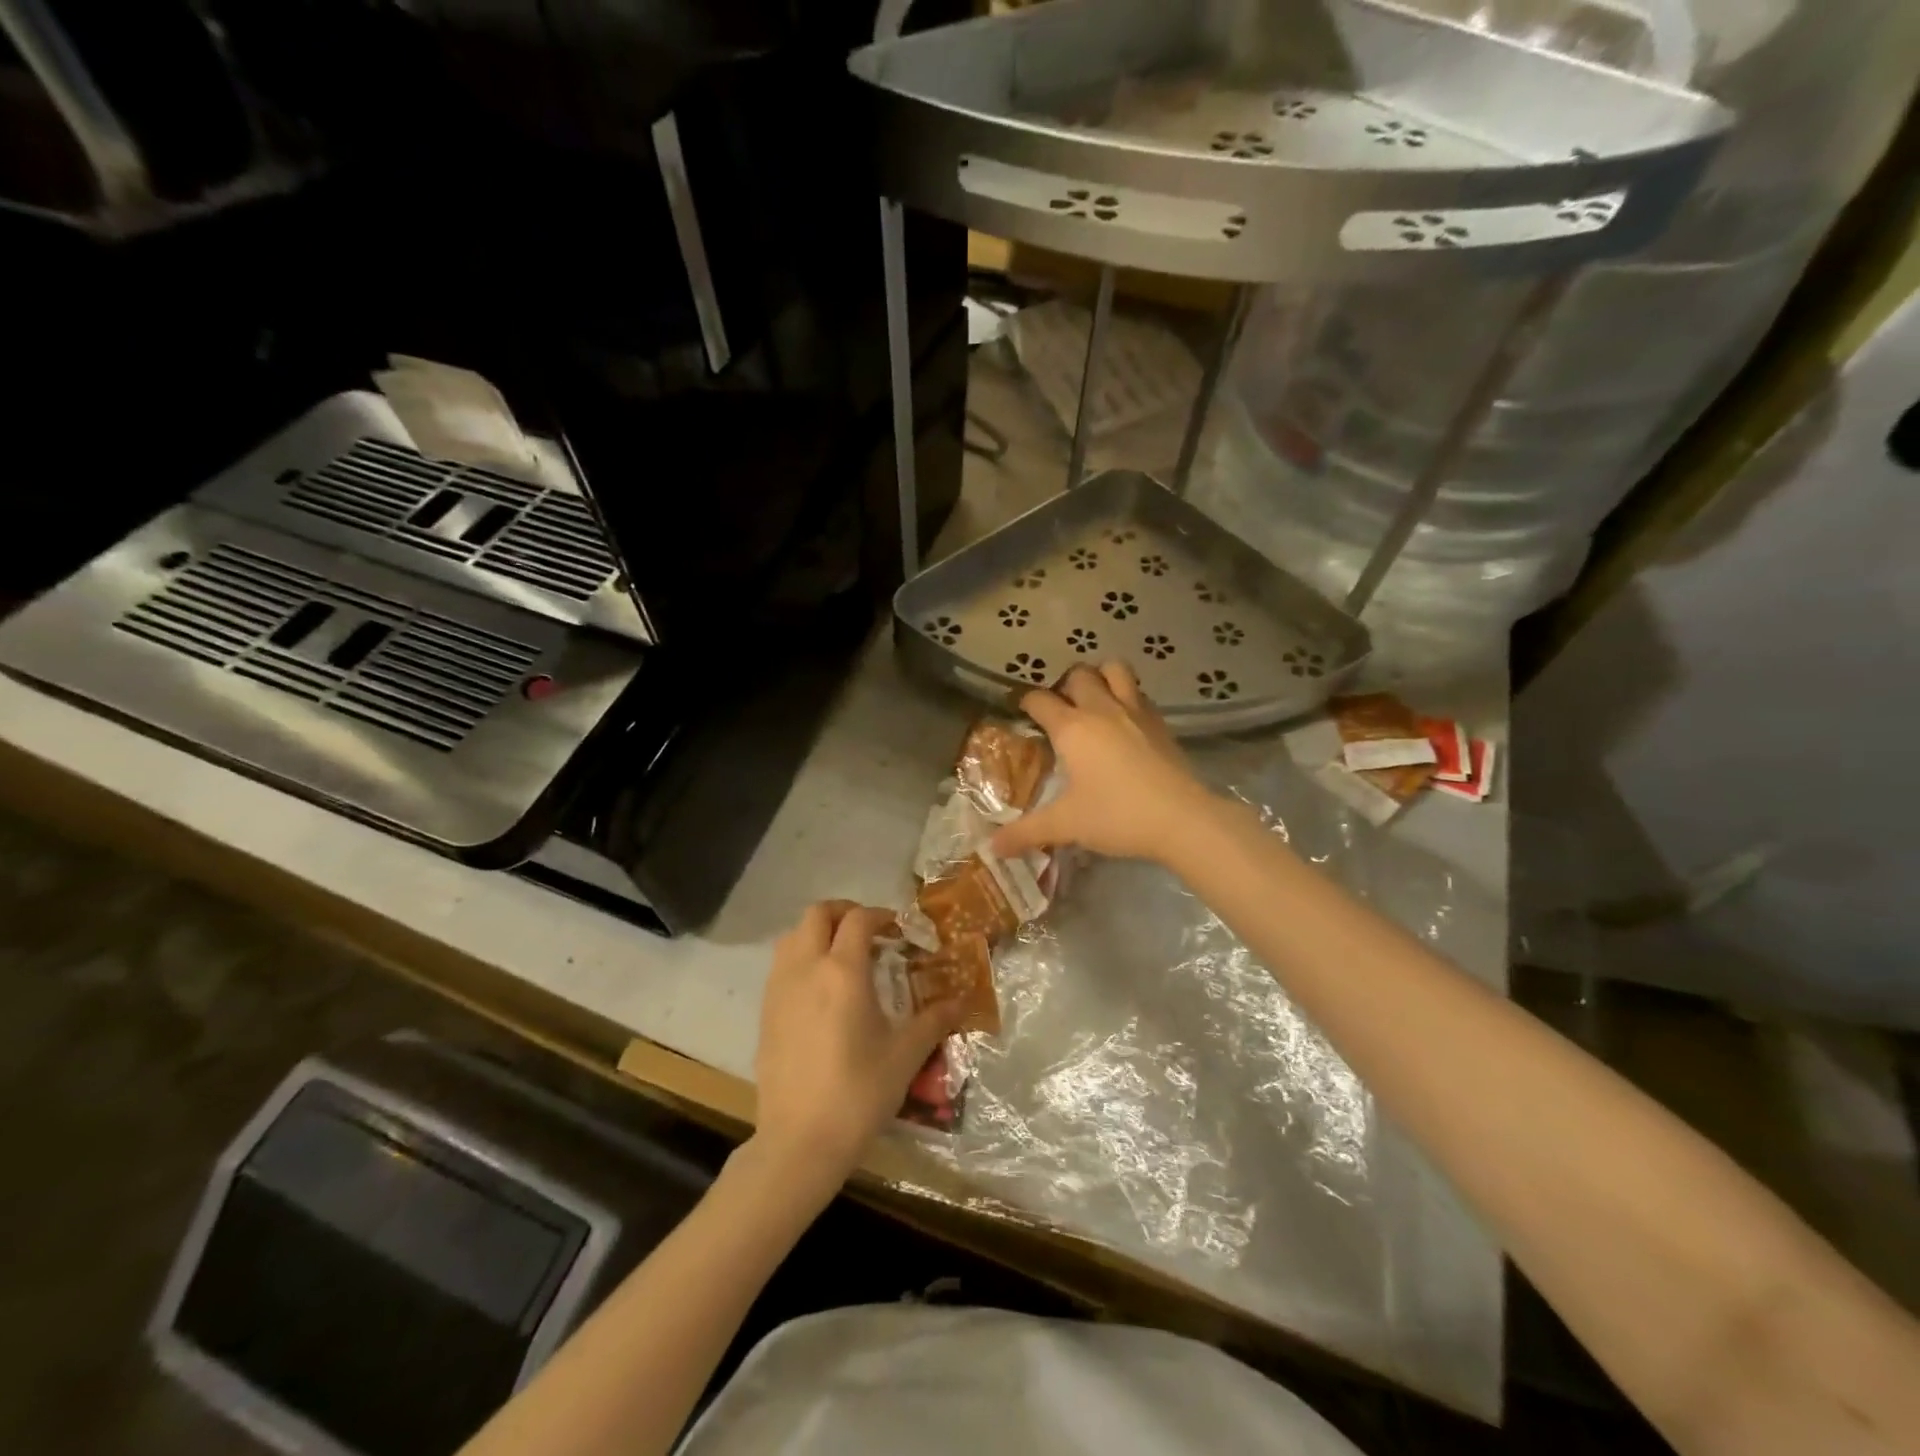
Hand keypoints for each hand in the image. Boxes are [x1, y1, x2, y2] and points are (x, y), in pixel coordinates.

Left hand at [753, 901, 959, 1182]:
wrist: (800, 1141)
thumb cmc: (858, 1093)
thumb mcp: (905, 1055)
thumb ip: (933, 1021)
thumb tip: (961, 1002)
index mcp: (843, 971)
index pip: (859, 920)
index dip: (881, 915)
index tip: (898, 930)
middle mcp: (807, 968)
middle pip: (817, 914)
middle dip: (844, 912)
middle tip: (869, 931)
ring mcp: (780, 989)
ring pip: (793, 936)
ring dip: (818, 932)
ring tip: (843, 955)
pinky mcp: (765, 1012)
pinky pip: (781, 965)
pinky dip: (801, 958)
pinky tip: (821, 990)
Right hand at [991, 662, 1217, 864]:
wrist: (1182, 819)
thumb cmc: (1117, 816)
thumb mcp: (1066, 825)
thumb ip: (1026, 832)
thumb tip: (992, 847)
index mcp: (1072, 728)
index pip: (1039, 700)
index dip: (1025, 702)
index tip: (1019, 711)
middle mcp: (1101, 709)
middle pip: (1078, 674)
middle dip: (1063, 685)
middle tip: (1059, 710)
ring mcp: (1135, 711)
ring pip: (1114, 669)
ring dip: (1100, 676)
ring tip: (1093, 700)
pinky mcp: (1160, 722)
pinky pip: (1139, 693)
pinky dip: (1127, 695)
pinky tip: (1124, 721)